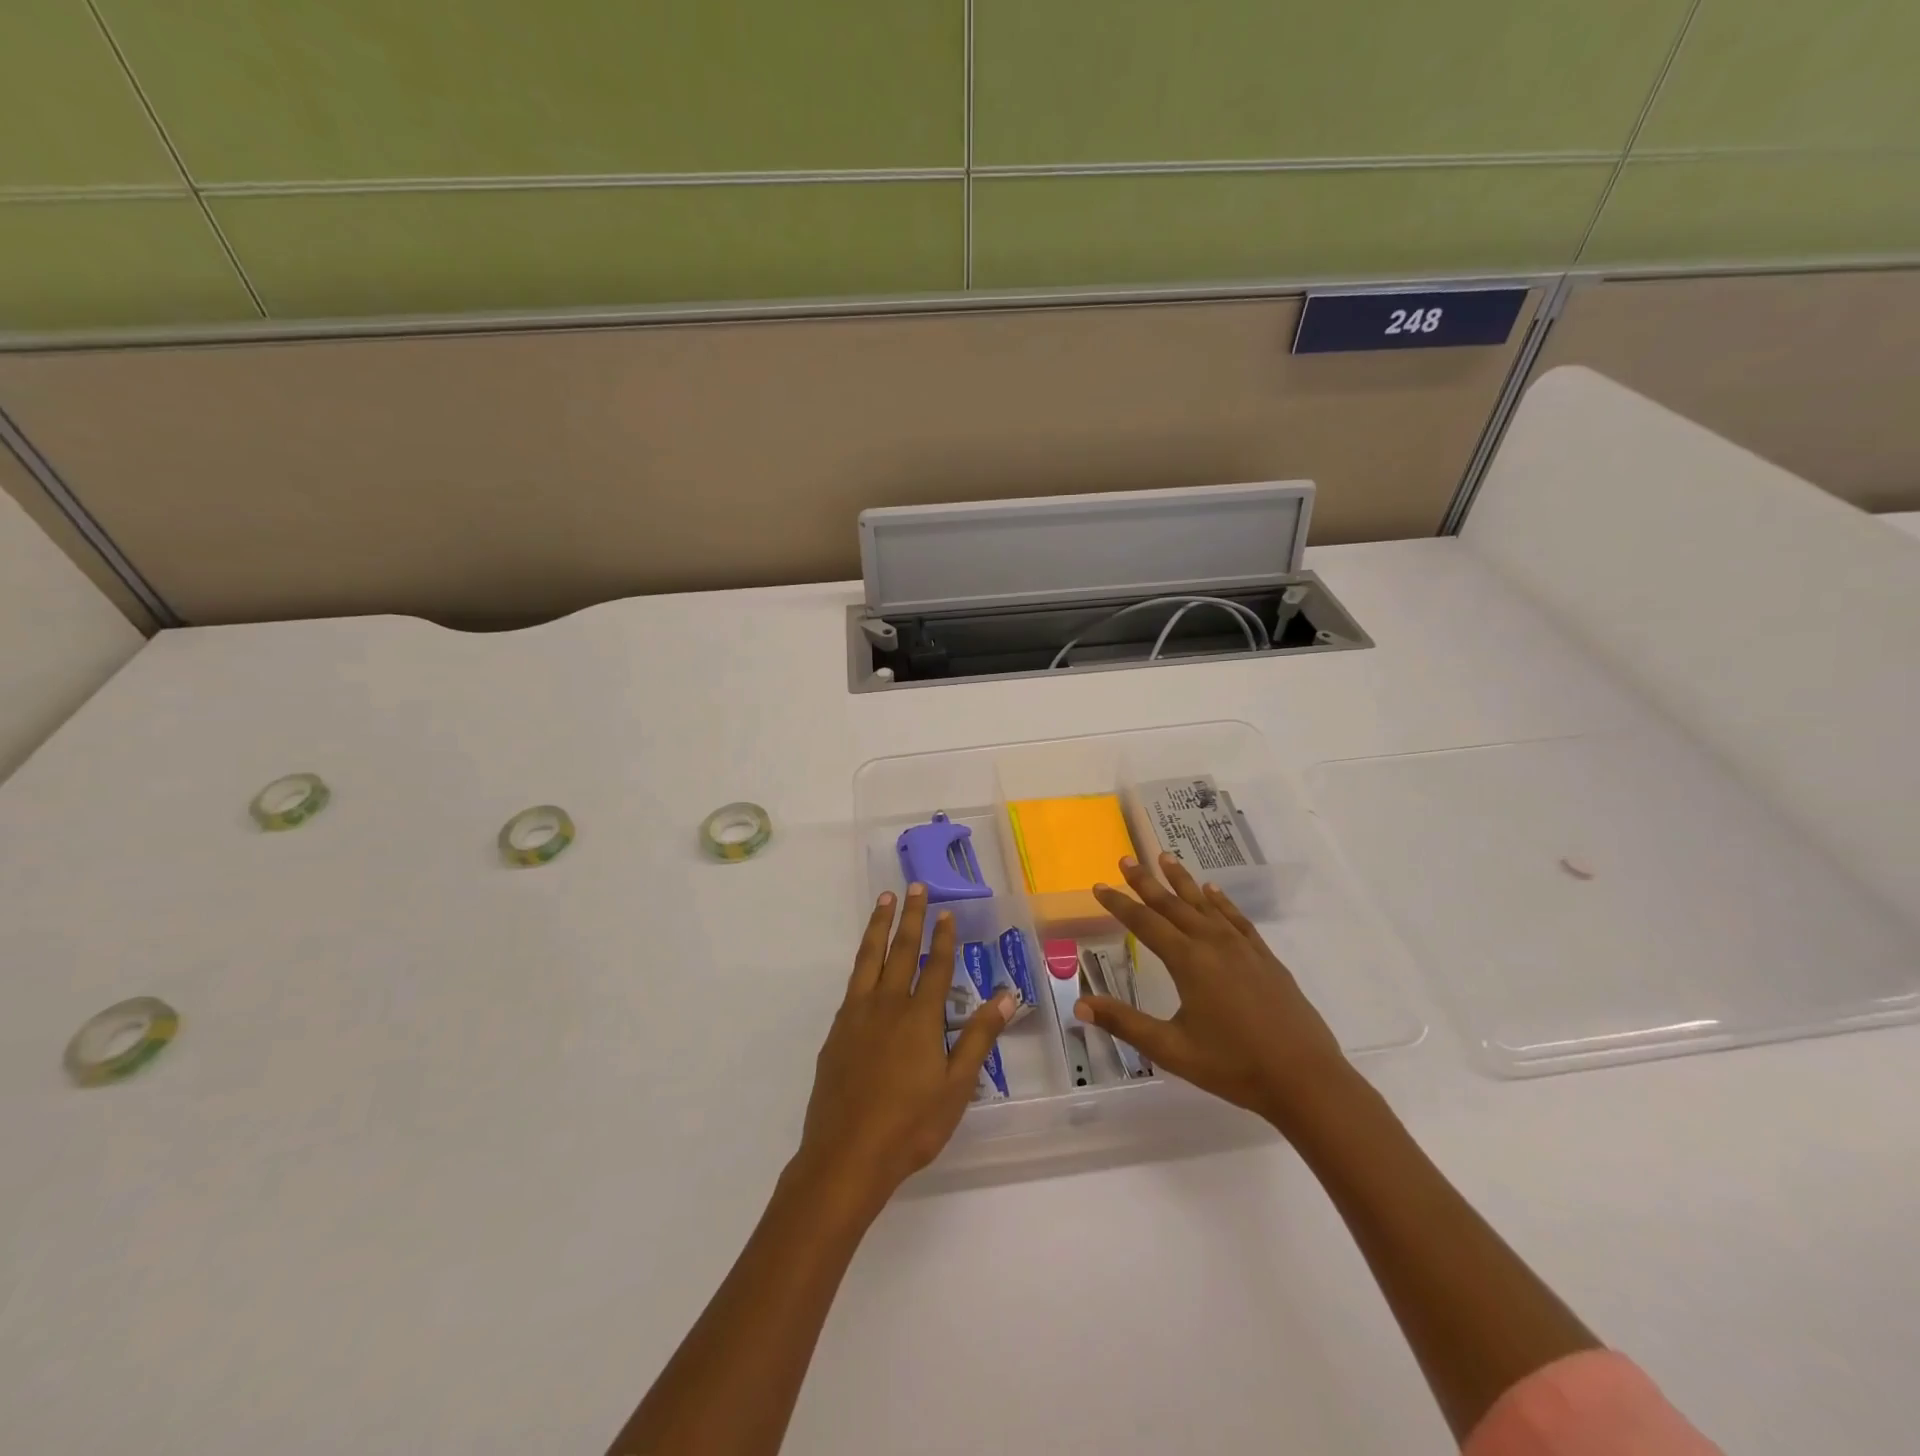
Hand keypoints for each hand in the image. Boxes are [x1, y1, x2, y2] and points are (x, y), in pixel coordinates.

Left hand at [795, 885, 1013, 1217]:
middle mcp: (887, 1005)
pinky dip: (862, 960)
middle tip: (915, 887)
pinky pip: (853, 983)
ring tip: (885, 900)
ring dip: (879, 926)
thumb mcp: (957, 1086)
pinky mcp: (837, 1032)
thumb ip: (979, 1037)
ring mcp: (857, 1016)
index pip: (935, 966)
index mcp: (920, 1017)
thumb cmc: (910, 1125)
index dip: (944, 937)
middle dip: (911, 917)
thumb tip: (1007, 995)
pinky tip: (865, 961)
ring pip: (869, 958)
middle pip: (901, 951)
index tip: (947, 911)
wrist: (846, 1156)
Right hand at [1075, 853, 1355, 1134]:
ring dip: (1182, 880)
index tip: (1099, 885)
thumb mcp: (1171, 1049)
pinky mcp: (1264, 957)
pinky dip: (1221, 901)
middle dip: (1146, 881)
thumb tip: (1080, 1006)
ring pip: (1205, 903)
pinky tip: (1213, 891)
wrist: (1305, 1079)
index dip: (1119, 904)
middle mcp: (1213, 943)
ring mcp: (1242, 948)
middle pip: (1173, 904)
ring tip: (1165, 857)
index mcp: (1188, 961)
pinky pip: (1236, 918)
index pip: (1144, 923)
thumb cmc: (1233, 1066)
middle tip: (1127, 859)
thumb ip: (1125, 1023)